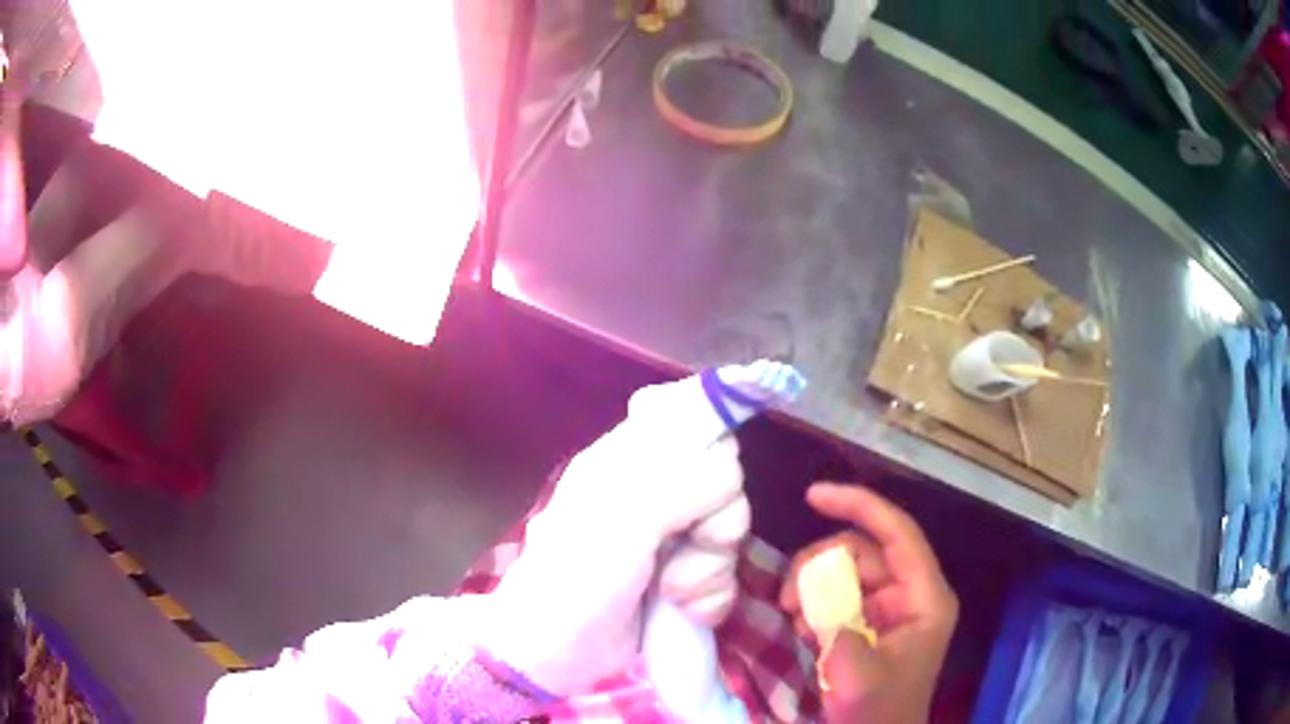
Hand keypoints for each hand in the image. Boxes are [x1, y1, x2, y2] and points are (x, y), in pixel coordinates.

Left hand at [482, 375, 747, 695]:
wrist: (559, 652)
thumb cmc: (576, 578)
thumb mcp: (620, 521)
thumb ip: (677, 481)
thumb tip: (728, 463)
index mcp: (629, 461)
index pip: (687, 413)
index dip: (722, 406)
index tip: (767, 395)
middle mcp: (656, 492)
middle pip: (725, 476)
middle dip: (716, 517)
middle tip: (685, 540)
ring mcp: (673, 539)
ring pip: (731, 530)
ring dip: (707, 568)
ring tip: (670, 590)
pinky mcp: (686, 581)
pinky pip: (727, 575)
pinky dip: (710, 597)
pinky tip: (684, 611)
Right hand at [781, 483, 957, 723]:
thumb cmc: (877, 713)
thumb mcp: (856, 678)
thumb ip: (836, 629)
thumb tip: (814, 594)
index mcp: (924, 598)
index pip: (897, 534)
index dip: (859, 506)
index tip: (812, 495)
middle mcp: (911, 593)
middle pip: (863, 551)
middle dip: (820, 564)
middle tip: (787, 599)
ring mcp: (890, 607)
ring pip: (846, 570)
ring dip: (812, 586)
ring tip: (792, 616)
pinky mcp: (870, 622)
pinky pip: (838, 594)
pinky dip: (814, 603)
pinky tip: (803, 629)